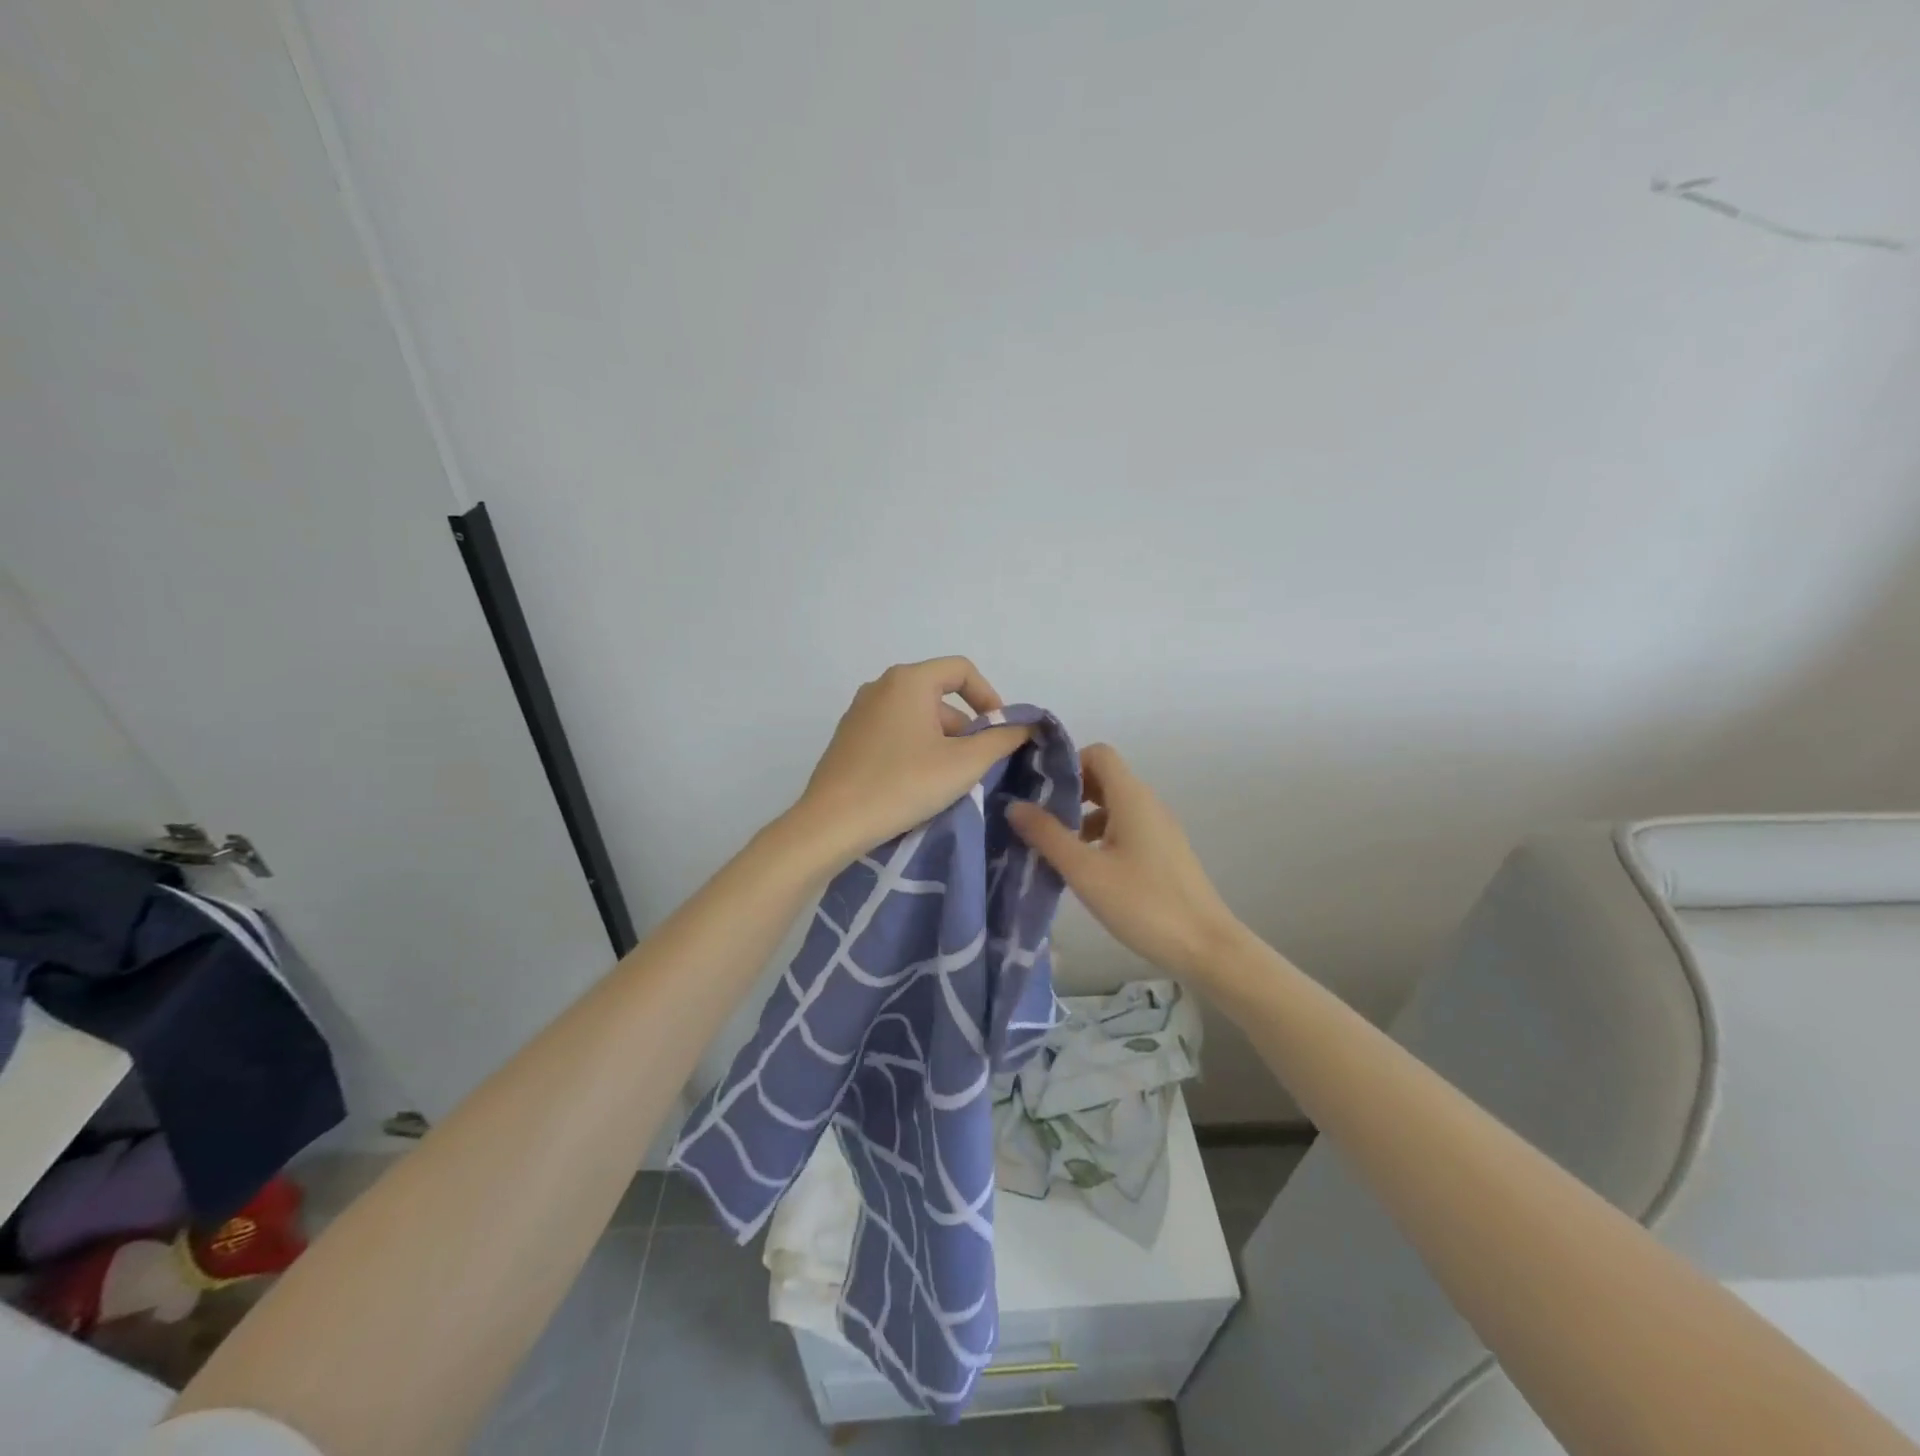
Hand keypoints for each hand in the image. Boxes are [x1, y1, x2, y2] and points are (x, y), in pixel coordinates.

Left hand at [790, 658, 1033, 865]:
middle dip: (966, 728)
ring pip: (917, 717)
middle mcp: (881, 686)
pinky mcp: (848, 739)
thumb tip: (1025, 725)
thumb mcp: (964, 764)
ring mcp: (859, 712)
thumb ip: (1001, 739)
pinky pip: (894, 733)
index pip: (961, 670)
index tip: (1000, 733)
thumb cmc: (903, 785)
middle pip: (939, 695)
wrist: (832, 824)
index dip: (989, 697)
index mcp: (908, 680)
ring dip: (942, 742)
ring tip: (950, 782)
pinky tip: (918, 784)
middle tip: (977, 767)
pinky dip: (916, 749)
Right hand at [1007, 743, 1241, 983]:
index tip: (1038, 789)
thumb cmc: (1143, 903)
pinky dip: (1101, 835)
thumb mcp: (1086, 871)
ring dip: (1082, 817)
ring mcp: (1159, 828)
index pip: (1098, 753)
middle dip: (1069, 792)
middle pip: (1104, 778)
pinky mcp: (1163, 852)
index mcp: (1132, 798)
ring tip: (1056, 847)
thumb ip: (1047, 835)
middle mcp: (1148, 804)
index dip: (1067, 763)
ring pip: (1114, 805)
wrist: (1205, 947)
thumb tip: (1014, 805)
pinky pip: (1126, 828)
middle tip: (1039, 819)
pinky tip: (1085, 868)